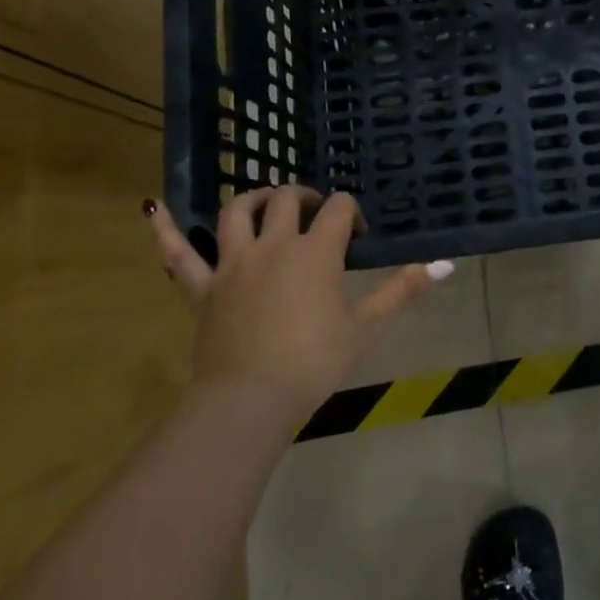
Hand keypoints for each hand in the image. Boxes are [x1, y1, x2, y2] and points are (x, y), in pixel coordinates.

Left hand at [145, 188, 447, 421]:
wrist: (250, 401)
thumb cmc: (314, 363)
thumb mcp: (366, 327)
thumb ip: (403, 290)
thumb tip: (446, 265)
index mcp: (316, 251)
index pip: (339, 210)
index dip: (352, 214)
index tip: (359, 236)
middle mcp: (274, 244)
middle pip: (288, 201)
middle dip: (306, 197)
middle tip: (317, 212)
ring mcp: (233, 263)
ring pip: (237, 213)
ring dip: (253, 199)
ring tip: (267, 202)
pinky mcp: (203, 287)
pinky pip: (178, 255)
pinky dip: (166, 230)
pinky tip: (153, 209)